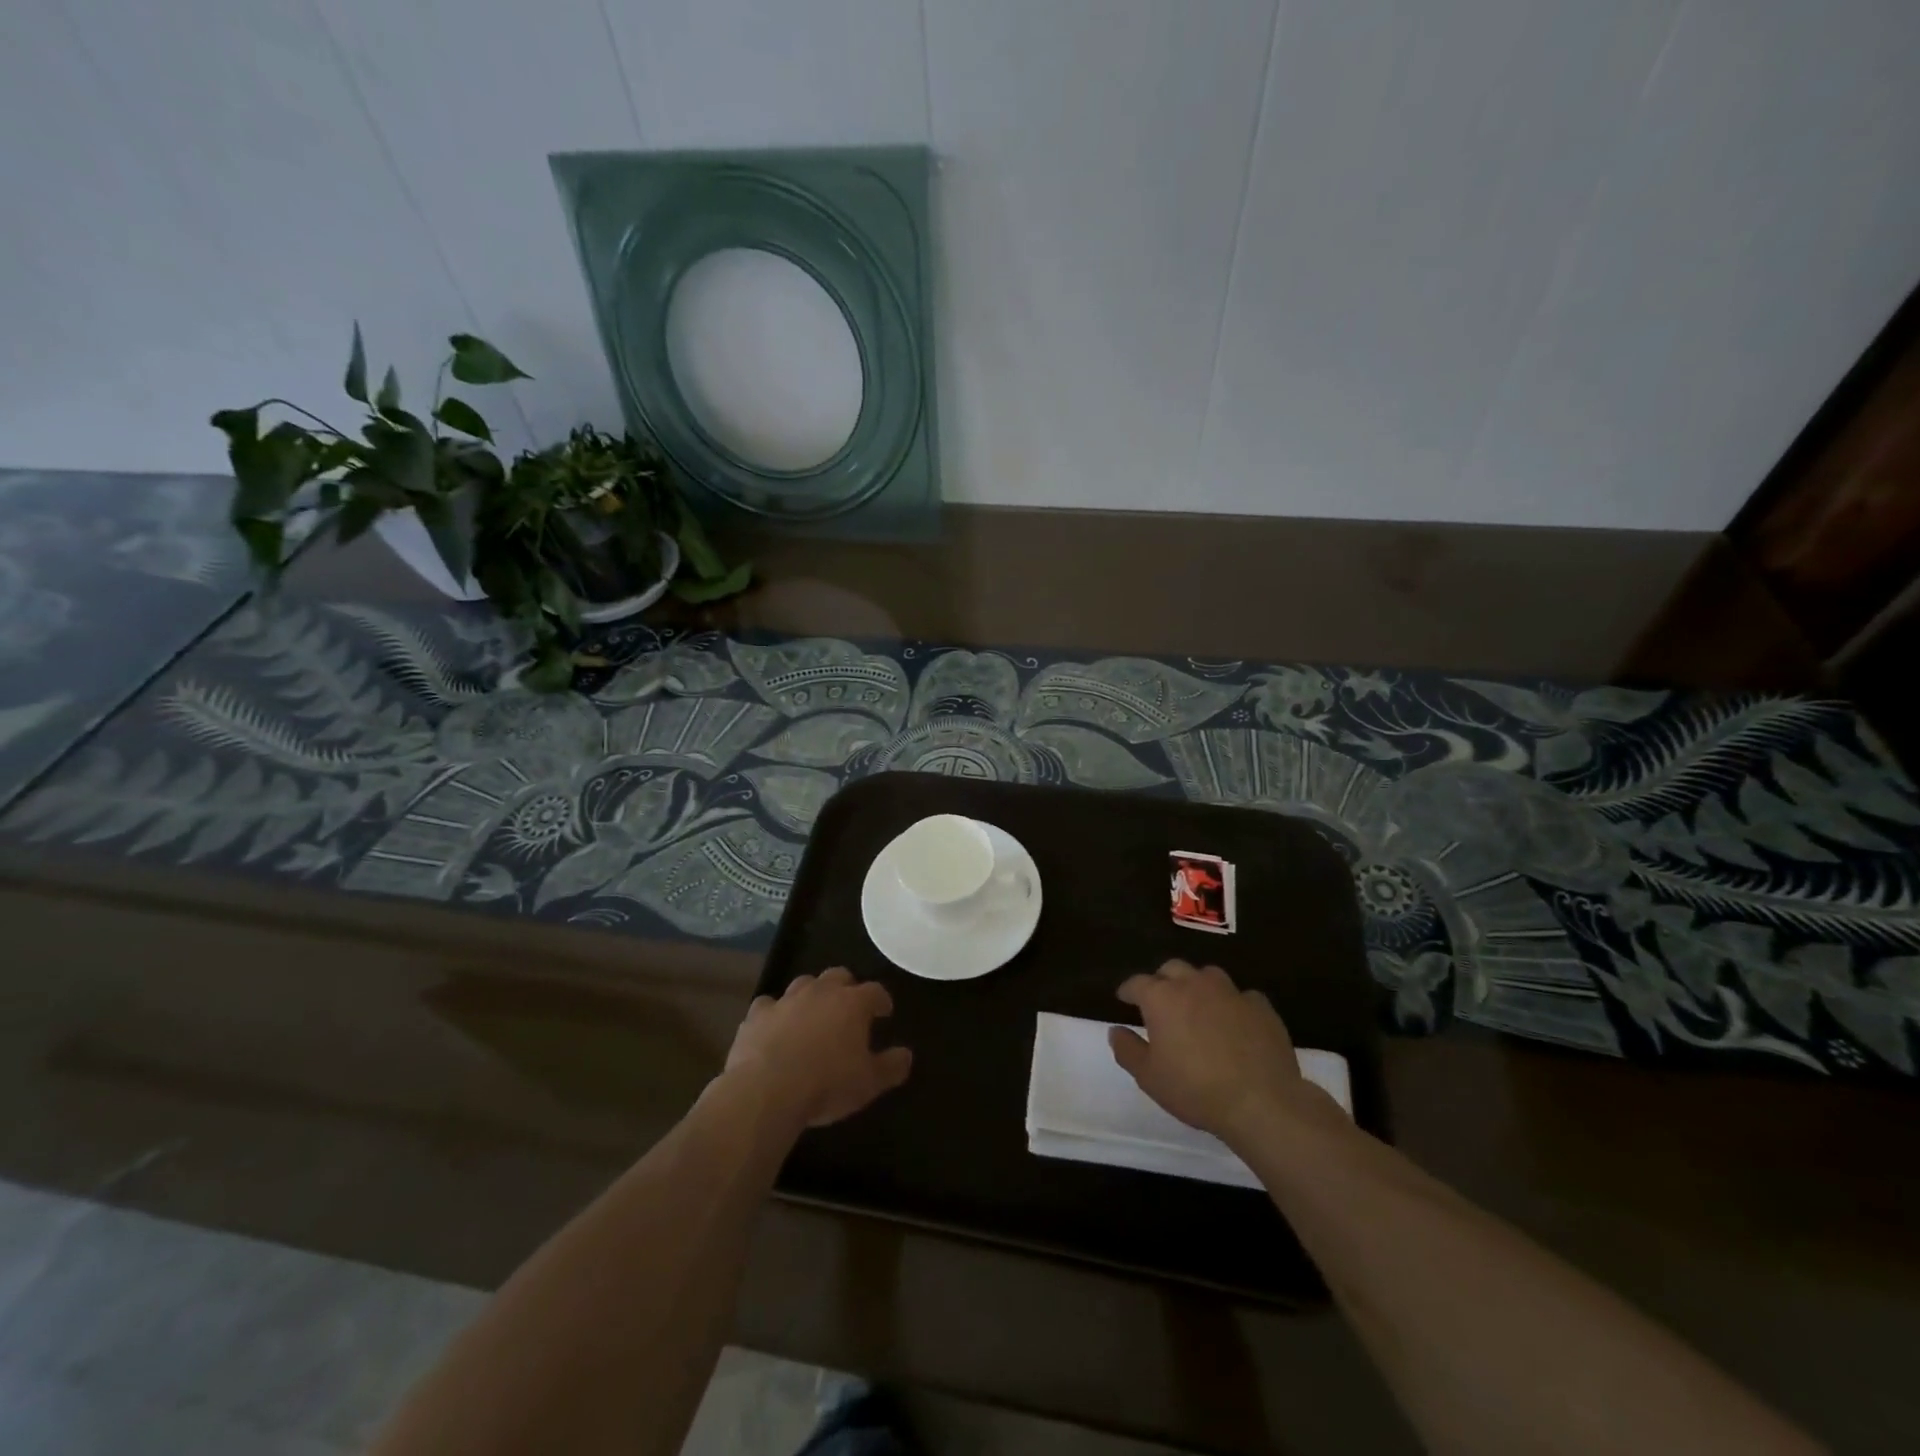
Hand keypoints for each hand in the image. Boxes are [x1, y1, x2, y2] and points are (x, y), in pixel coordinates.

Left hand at [725, 968, 912, 1131]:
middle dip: (846, 988)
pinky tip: (775, 1027)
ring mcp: (786, 999)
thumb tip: (906, 1055)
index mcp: (853, 1003)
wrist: (767, 1090)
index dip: (881, 1000)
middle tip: (849, 1008)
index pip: (875, 991)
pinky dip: (775, 1013)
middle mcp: (821, 992)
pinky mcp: (757, 1015)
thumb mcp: (869, 1083)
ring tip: (813, 1014)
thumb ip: (892, 1066)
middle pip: (838, 976)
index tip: (884, 1012)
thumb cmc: (827, 1084)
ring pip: (804, 984)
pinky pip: (768, 1005)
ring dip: (811, 995)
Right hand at [1109, 960, 1339, 1148]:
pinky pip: (1241, 996)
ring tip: (1197, 1006)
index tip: (1124, 999)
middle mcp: (1194, 984)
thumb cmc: (1195, 1089)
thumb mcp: (1149, 1077)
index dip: (1128, 990)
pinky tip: (1235, 1023)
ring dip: (1197, 986)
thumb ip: (1127, 1050)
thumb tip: (1115, 1030)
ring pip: (1207, 975)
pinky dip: (1233, 1005)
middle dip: (1162, 980)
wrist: (1261, 1102)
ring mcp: (1230, 992)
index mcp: (1162, 998)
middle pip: (1172, 968)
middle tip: (1160, 1002)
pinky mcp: (1260, 1006)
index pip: (1137, 983)